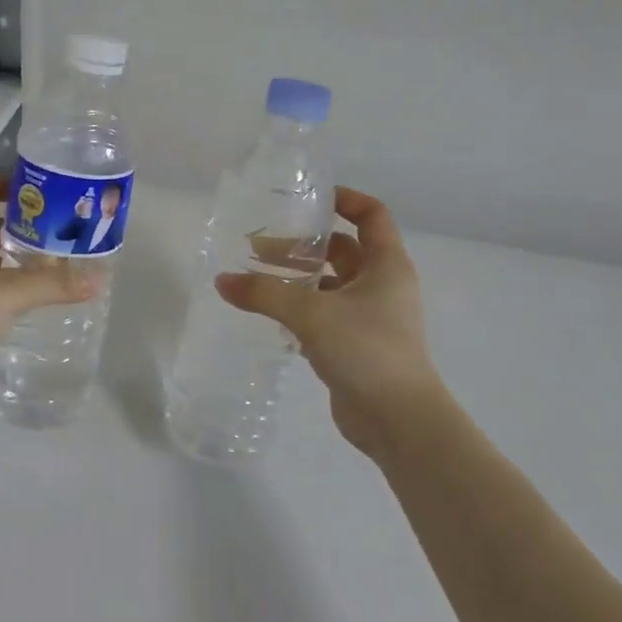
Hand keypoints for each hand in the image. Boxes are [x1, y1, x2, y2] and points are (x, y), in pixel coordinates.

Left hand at [0, 174, 94, 409]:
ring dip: (21, 255)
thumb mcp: (7, 293)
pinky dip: (12, 283)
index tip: (51, 189)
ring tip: (62, 258)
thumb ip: (53, 283)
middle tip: (67, 226)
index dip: (13, 182)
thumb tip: (98, 280)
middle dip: (27, 223)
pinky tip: (39, 293)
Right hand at [216, 187, 452, 456]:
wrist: (400, 422)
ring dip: (299, 279)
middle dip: (304, 244)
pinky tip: (269, 314)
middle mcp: (382, 286)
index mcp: (386, 266)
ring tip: (256, 279)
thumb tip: (221, 281)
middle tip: (260, 247)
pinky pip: (325, 315)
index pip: (371, 214)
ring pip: (331, 285)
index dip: (344, 199)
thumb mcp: (311, 314)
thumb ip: (264, 293)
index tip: (308, 199)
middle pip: (343, 250)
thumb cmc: (367, 351)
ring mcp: (370, 318)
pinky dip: (300, 309)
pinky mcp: (356, 346)